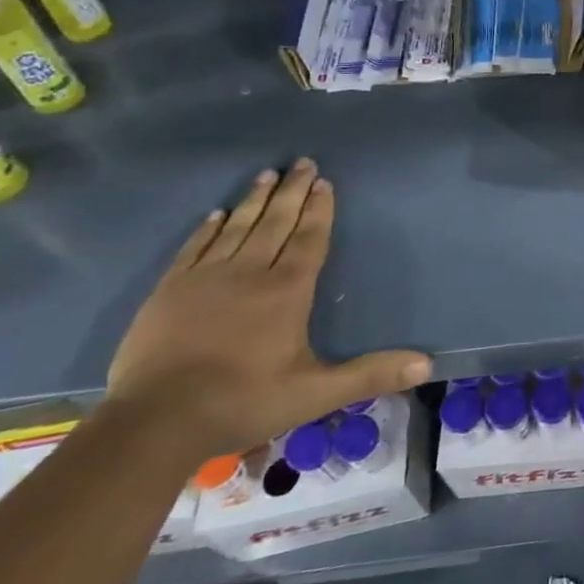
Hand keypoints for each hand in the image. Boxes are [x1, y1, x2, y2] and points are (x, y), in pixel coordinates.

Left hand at [106, 160, 430, 459]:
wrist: (155, 421)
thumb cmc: (244, 401)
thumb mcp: (316, 393)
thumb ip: (370, 374)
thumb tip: (427, 364)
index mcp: (287, 290)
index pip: (309, 239)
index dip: (319, 210)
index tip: (325, 182)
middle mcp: (250, 272)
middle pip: (276, 222)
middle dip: (292, 191)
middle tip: (302, 162)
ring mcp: (206, 278)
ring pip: (238, 227)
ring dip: (255, 200)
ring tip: (267, 174)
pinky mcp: (170, 290)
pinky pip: (195, 247)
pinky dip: (209, 228)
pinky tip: (217, 214)